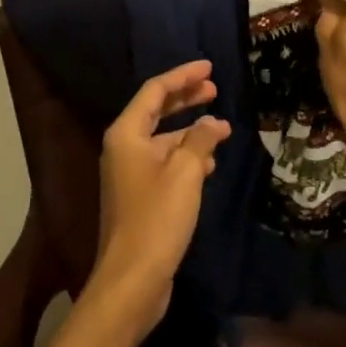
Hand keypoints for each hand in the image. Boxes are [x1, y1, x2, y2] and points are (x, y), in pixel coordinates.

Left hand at [92, 60, 228, 328]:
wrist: (132, 279)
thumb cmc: (157, 219)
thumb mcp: (185, 173)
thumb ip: (200, 140)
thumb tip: (213, 122)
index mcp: (127, 134)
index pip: (155, 91)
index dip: (183, 76)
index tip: (209, 67)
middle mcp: (124, 148)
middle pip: (157, 111)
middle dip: (186, 98)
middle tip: (215, 88)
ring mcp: (130, 173)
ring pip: (163, 139)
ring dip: (191, 131)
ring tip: (222, 129)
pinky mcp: (140, 196)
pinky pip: (166, 163)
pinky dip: (187, 157)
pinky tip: (210, 163)